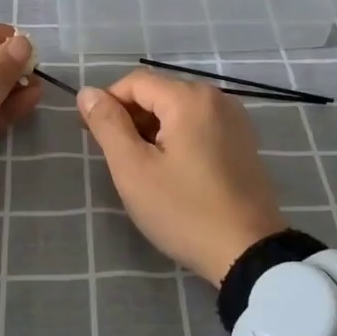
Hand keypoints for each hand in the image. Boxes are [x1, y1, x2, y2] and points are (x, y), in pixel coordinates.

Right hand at [77, 68, 287, 285]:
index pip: (135, 82)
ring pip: (179, 111)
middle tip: (115, 157)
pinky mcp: (244, 142)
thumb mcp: (134, 169)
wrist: (249, 253)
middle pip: (159, 93)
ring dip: (153, 130)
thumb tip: (87, 93)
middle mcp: (217, 98)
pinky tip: (172, 171)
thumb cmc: (184, 210)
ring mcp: (235, 120)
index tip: (90, 134)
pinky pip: (200, 126)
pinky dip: (178, 138)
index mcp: (189, 98)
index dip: (107, 102)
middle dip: (131, 118)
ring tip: (141, 168)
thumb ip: (108, 125)